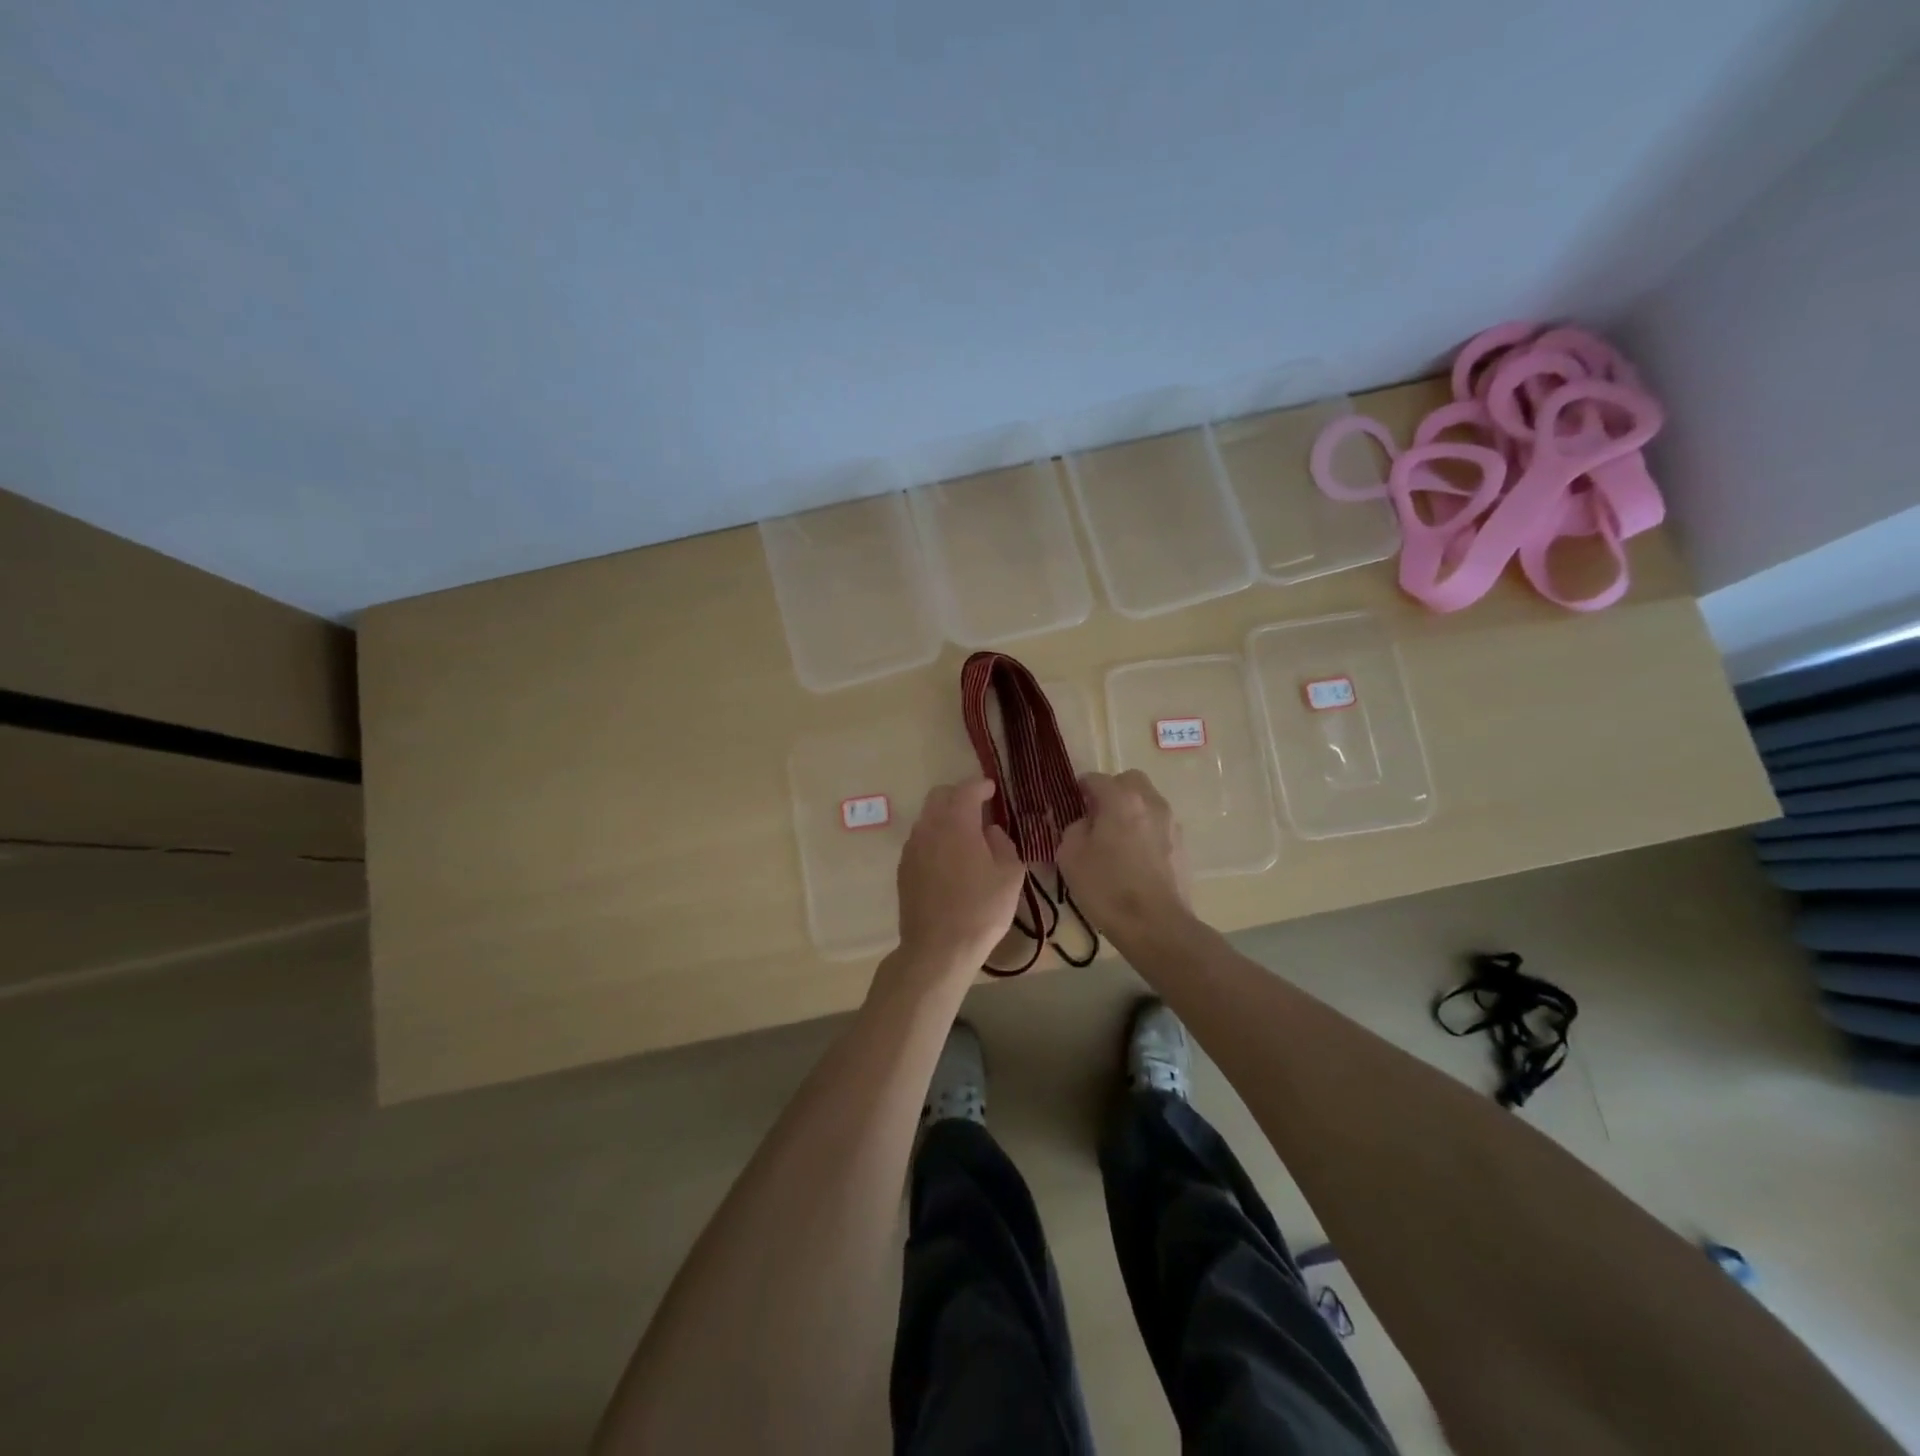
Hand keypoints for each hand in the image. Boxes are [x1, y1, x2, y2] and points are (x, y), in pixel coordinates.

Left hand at [892, 778, 1025, 978]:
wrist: (938, 948)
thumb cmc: (981, 910)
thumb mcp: (1010, 876)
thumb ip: (1003, 844)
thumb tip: (991, 832)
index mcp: (957, 823)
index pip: (967, 790)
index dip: (981, 786)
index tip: (992, 789)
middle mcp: (929, 828)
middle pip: (939, 796)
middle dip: (958, 795)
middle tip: (977, 807)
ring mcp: (912, 848)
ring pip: (927, 818)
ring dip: (945, 817)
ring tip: (964, 835)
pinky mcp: (903, 868)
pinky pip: (920, 840)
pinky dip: (934, 838)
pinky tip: (948, 859)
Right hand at [1055, 771, 1191, 938]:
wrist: (1156, 926)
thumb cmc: (1107, 888)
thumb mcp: (1070, 856)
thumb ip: (1073, 828)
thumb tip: (1085, 823)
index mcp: (1121, 799)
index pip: (1095, 779)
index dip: (1080, 789)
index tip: (1071, 806)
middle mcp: (1150, 802)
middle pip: (1129, 781)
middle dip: (1112, 792)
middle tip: (1097, 818)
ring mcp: (1171, 823)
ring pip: (1147, 802)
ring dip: (1131, 811)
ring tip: (1117, 840)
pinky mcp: (1183, 845)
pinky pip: (1158, 825)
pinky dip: (1145, 831)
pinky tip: (1135, 858)